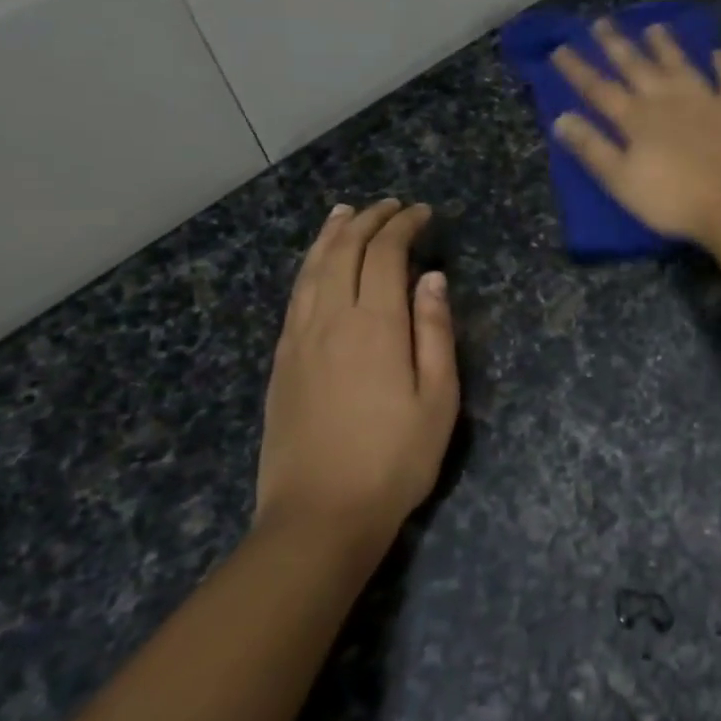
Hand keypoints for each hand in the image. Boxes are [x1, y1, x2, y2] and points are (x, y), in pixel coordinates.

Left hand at [256, 199, 458, 547]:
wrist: (319, 514)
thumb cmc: (394, 460)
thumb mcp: (438, 400)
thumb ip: (435, 332)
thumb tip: (432, 279)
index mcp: (375, 325)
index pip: (385, 254)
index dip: (404, 225)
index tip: (423, 213)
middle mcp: (331, 319)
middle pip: (345, 251)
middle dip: (369, 220)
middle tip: (392, 206)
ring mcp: (299, 338)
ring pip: (313, 267)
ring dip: (333, 234)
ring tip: (347, 212)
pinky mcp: (282, 359)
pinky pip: (295, 294)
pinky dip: (309, 265)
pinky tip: (317, 263)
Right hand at [550, 19, 720, 242]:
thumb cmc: (672, 200)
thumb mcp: (621, 180)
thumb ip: (592, 148)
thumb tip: (561, 118)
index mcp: (637, 119)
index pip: (599, 89)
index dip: (578, 69)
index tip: (560, 48)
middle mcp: (668, 99)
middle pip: (637, 67)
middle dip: (617, 45)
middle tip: (602, 22)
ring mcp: (706, 100)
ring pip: (681, 65)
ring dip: (666, 46)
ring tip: (655, 27)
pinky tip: (718, 53)